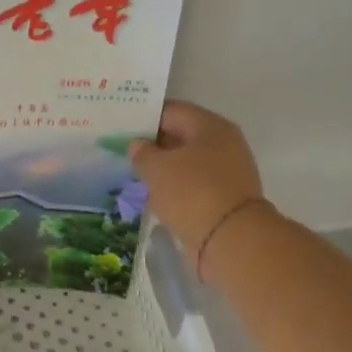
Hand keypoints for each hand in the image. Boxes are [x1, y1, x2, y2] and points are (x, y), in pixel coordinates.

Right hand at [128, 102, 272, 279]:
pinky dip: (175, 189)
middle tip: (124, 153)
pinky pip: (193, 185)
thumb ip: (142, 153)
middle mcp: (223, 143)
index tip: (120, 128)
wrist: (231, 239)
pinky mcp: (225, 197)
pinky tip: (155, 198)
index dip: (144, 118)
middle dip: (153, 145)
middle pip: (181, 136)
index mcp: (210, 126)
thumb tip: (138, 145)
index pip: (170, 111)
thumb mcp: (156, 168)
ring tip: (135, 177)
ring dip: (163, 169)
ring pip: (186, 163)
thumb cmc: (191, 192)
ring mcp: (227, 171)